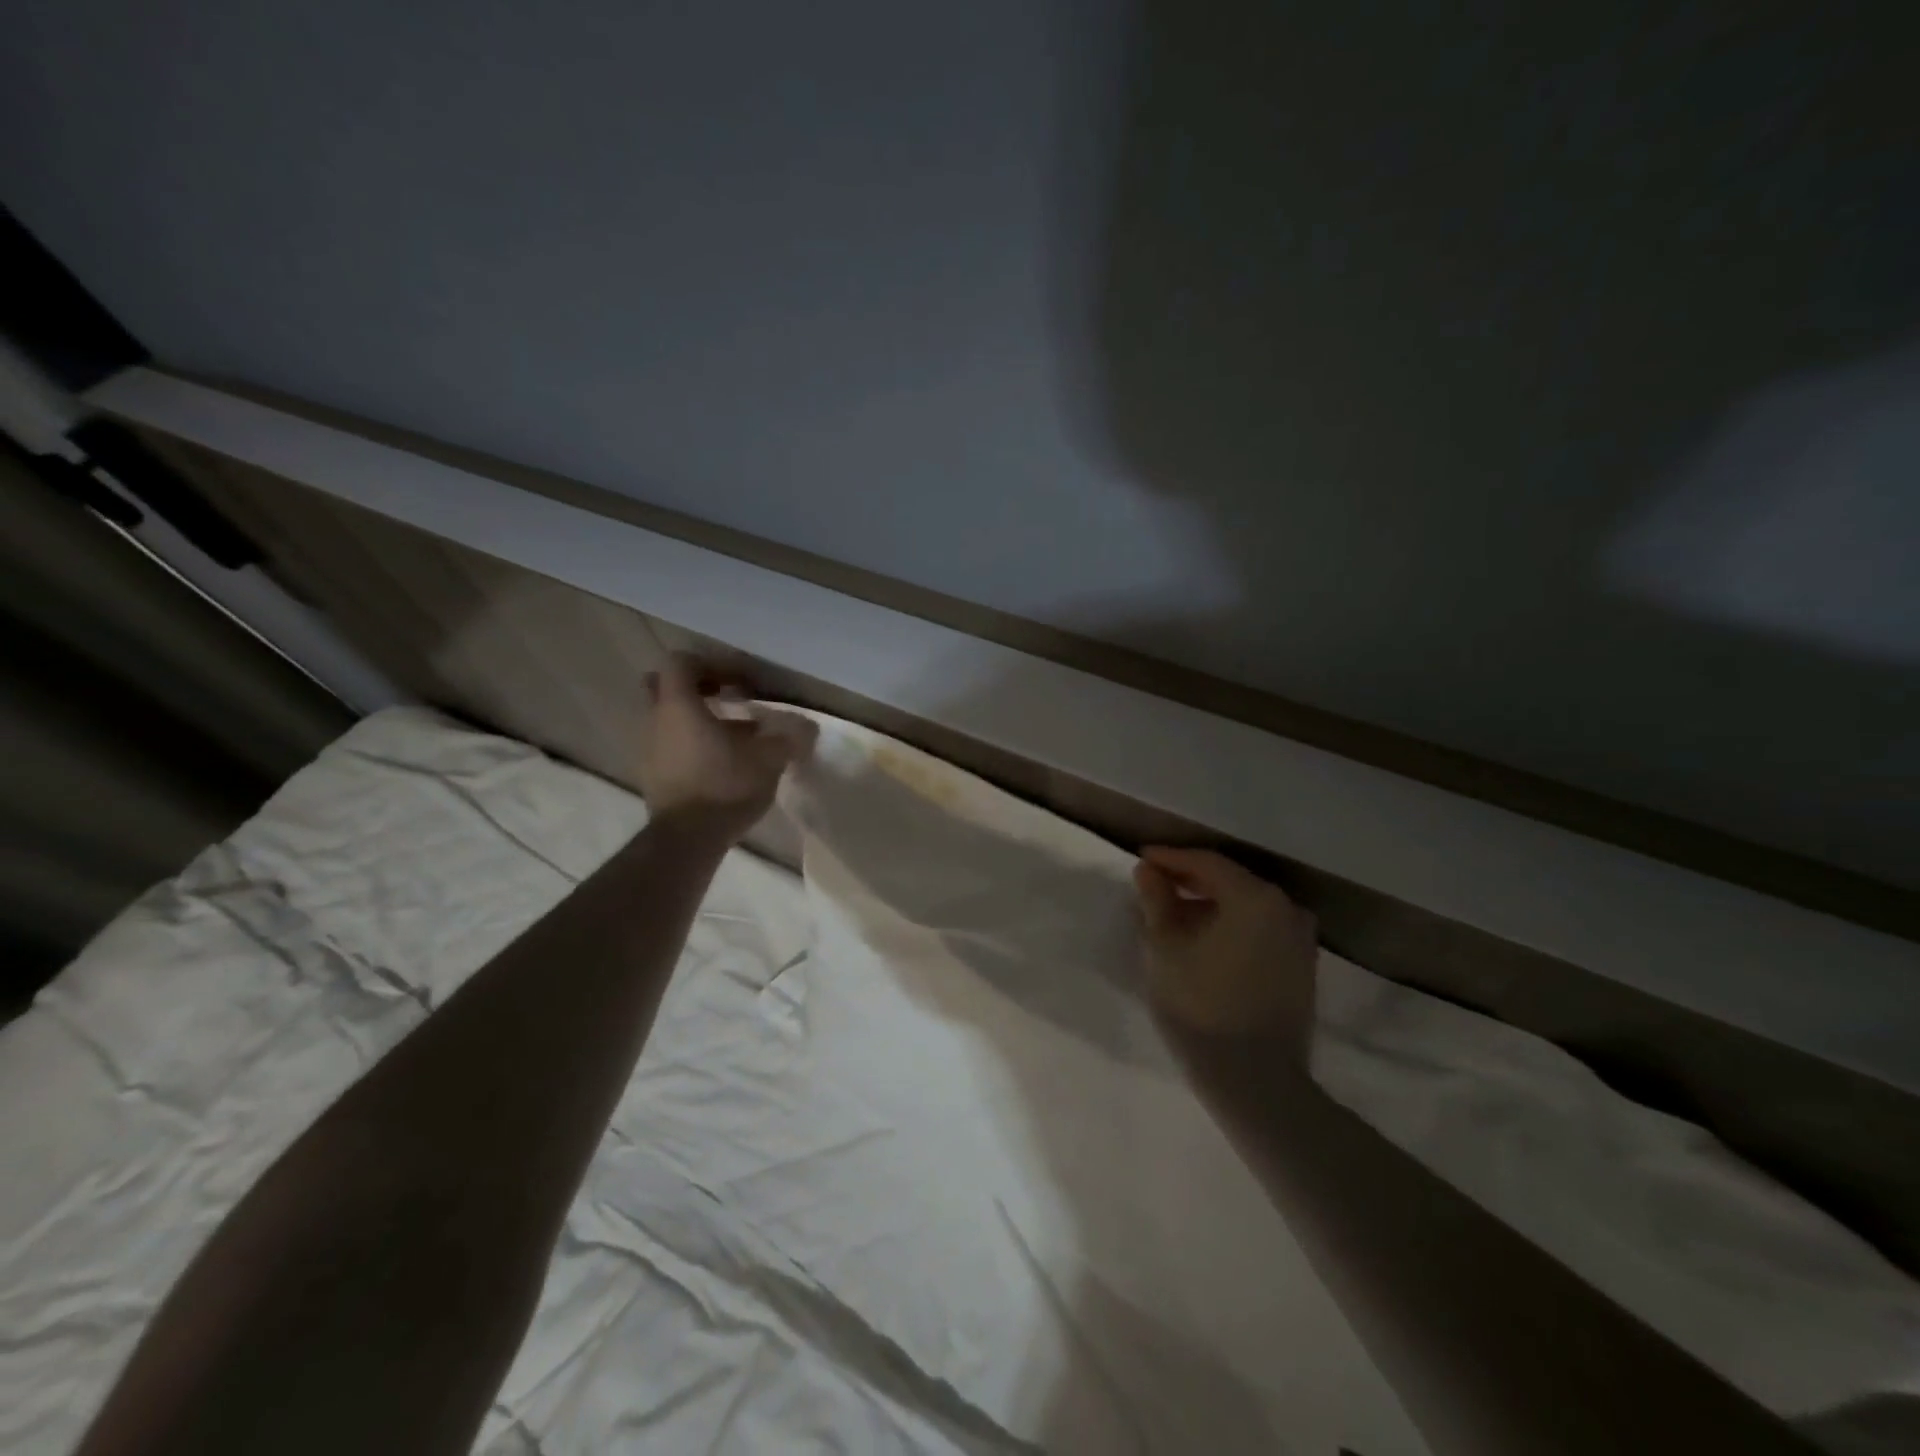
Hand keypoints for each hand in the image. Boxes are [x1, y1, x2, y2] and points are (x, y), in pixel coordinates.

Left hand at [639, 655, 816, 843]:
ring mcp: (650, 750)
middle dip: (699, 689)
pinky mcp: (654, 777)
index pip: (682, 662)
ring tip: (739, 739)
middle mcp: (657, 721)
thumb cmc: (725, 786)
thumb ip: (789, 738)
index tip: (742, 682)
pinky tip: (726, 766)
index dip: (714, 664)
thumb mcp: (769, 759)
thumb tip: (808, 728)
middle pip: (668, 688)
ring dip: (702, 722)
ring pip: (672, 720)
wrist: (687, 840)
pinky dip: (696, 746)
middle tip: (729, 699)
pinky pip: (673, 747)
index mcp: (679, 706)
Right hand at [1133, 846, 1318, 1058]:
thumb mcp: (1166, 948)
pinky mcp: (1302, 967)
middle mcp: (1286, 908)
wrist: (1256, 1081)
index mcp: (1255, 897)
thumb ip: (1156, 901)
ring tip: (1173, 916)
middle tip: (1154, 885)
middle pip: (1231, 881)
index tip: (1142, 858)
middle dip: (1190, 880)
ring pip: (1246, 907)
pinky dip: (1231, 925)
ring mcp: (1300, 939)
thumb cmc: (1201, 1005)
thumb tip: (1148, 871)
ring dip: (1210, 905)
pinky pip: (1260, 929)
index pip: (1207, 862)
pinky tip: (1204, 940)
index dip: (1171, 858)